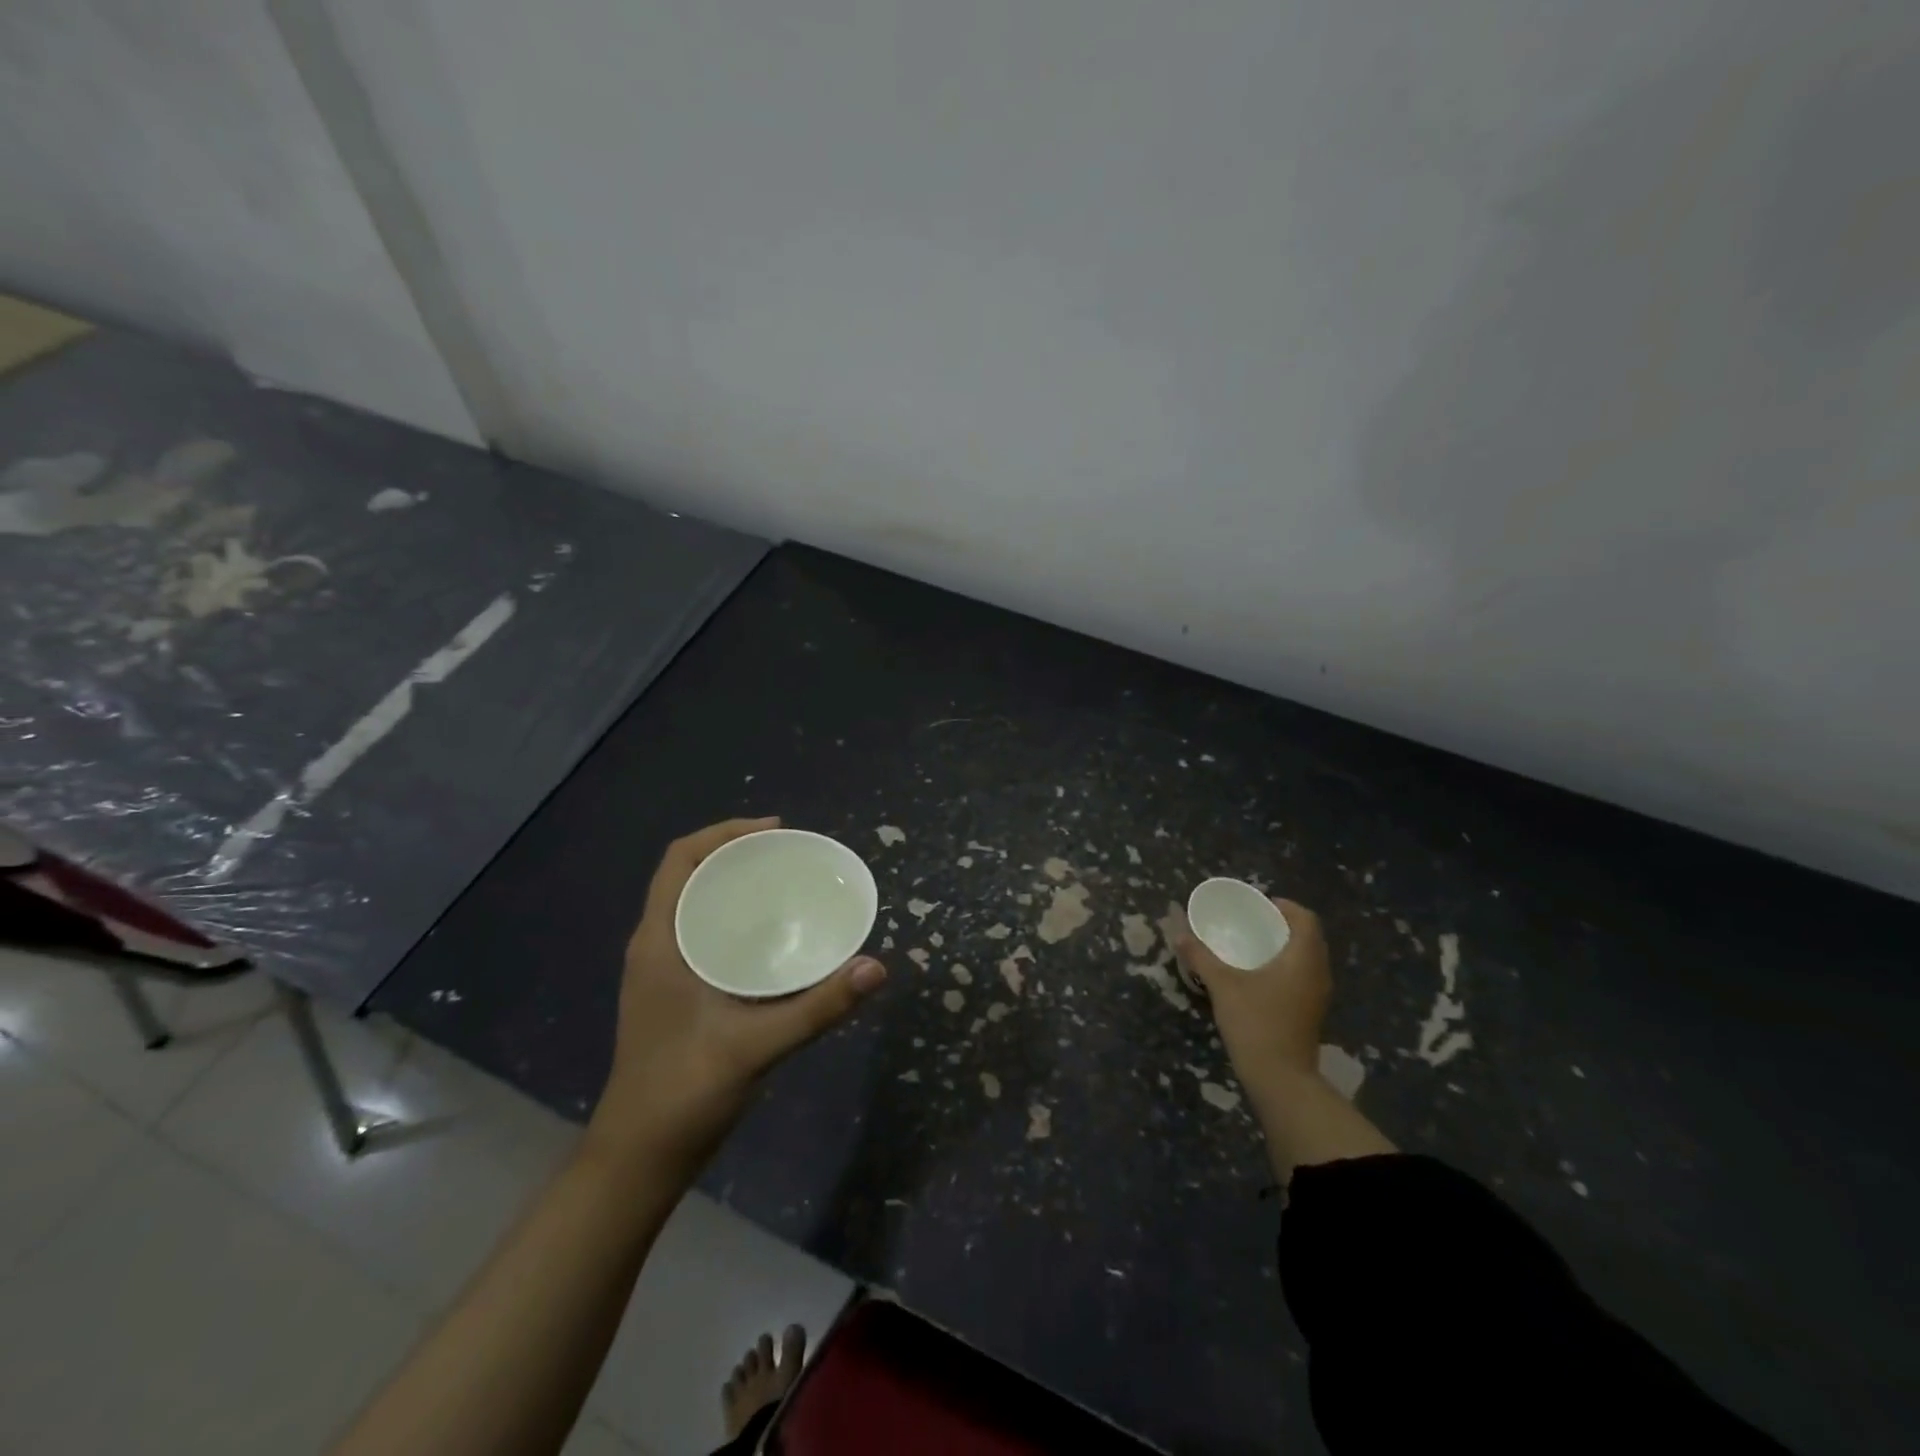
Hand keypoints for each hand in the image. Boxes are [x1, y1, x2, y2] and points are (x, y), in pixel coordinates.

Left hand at [587, 817, 886, 1165]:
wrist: (638, 1159)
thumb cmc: (684, 1092)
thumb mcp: (757, 1045)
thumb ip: (818, 1006)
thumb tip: (875, 967)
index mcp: (660, 942)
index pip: (680, 859)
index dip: (723, 833)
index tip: (774, 831)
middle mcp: (656, 946)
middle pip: (689, 875)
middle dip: (736, 854)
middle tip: (791, 855)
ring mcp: (662, 972)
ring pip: (695, 905)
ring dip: (734, 885)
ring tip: (786, 884)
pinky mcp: (674, 994)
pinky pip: (702, 933)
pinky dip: (734, 918)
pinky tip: (772, 938)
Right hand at [1174, 900, 1329, 1096]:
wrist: (1281, 1080)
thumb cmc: (1256, 1022)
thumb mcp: (1222, 985)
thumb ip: (1201, 956)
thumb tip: (1178, 932)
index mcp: (1303, 958)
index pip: (1305, 918)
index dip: (1285, 906)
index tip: (1260, 906)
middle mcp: (1318, 972)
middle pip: (1308, 937)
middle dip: (1283, 926)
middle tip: (1252, 923)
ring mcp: (1317, 996)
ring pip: (1307, 959)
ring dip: (1284, 948)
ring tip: (1253, 947)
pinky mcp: (1310, 1013)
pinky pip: (1302, 977)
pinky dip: (1285, 968)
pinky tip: (1259, 977)